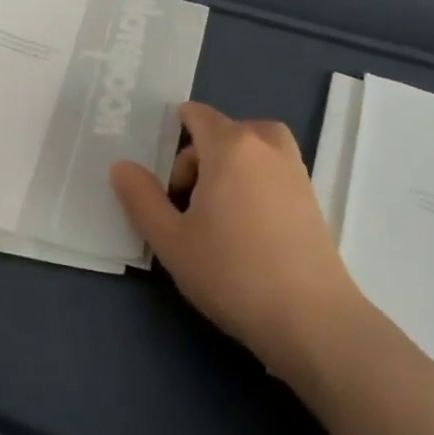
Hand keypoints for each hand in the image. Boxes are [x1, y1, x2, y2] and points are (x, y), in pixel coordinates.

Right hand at [111, 101, 359, 381]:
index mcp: (230, 146)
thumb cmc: (232, 273)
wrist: (311, 319)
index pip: (199, 115)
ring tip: (218, 208)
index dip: (176, 129)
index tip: (164, 167)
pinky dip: (256, 180)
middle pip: (225, 131)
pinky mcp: (312, 198)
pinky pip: (274, 169)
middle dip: (200, 156)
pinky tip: (247, 226)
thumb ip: (141, 198)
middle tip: (186, 203)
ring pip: (255, 147)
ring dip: (232, 164)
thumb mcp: (171, 240)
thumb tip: (121, 166)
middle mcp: (266, 146)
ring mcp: (295, 170)